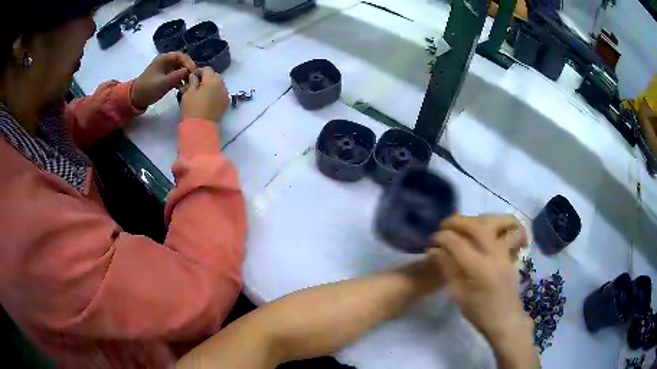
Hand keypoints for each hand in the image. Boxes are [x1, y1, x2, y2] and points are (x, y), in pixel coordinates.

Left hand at [131, 52, 196, 109]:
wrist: (136, 98)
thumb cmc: (148, 88)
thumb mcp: (163, 82)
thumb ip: (177, 76)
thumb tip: (189, 71)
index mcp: (164, 59)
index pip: (181, 56)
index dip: (188, 62)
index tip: (193, 72)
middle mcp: (165, 62)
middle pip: (181, 62)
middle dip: (188, 69)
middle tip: (193, 78)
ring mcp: (165, 69)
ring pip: (180, 69)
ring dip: (185, 76)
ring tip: (189, 84)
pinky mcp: (165, 77)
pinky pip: (176, 76)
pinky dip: (180, 81)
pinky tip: (183, 88)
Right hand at [181, 67, 229, 121]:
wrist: (201, 128)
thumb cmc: (192, 108)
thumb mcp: (188, 92)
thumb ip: (192, 81)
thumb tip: (194, 76)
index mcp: (212, 79)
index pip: (207, 69)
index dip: (198, 71)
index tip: (192, 77)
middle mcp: (222, 84)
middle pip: (214, 76)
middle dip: (206, 78)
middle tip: (196, 85)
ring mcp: (225, 94)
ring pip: (218, 84)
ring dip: (211, 85)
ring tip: (201, 93)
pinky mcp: (226, 103)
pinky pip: (220, 93)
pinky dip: (215, 93)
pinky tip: (207, 99)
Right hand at [428, 215, 527, 338]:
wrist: (506, 319)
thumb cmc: (480, 314)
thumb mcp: (459, 296)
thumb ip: (449, 270)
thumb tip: (435, 251)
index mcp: (481, 271)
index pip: (459, 245)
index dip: (443, 238)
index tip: (432, 240)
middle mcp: (495, 256)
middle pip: (476, 228)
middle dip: (457, 223)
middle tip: (443, 225)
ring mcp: (504, 253)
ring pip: (488, 226)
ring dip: (471, 222)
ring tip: (457, 225)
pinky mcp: (508, 253)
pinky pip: (495, 233)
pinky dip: (482, 228)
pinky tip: (473, 233)